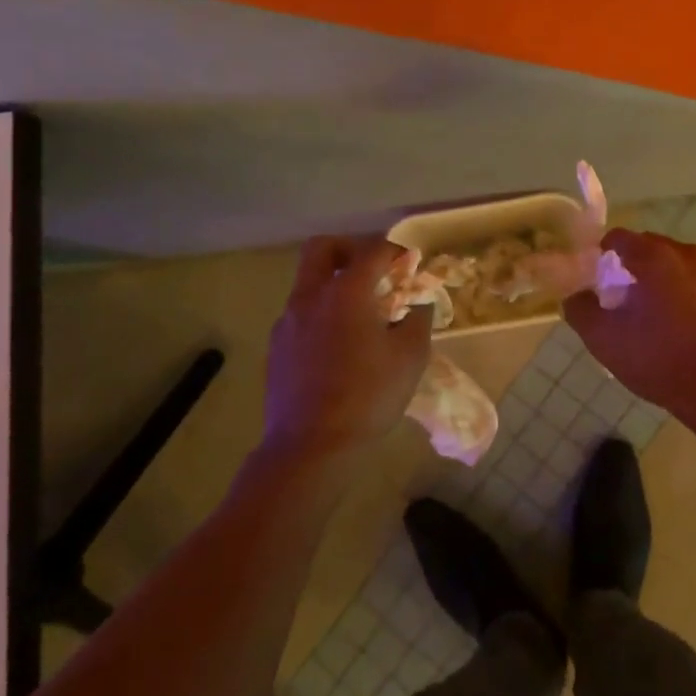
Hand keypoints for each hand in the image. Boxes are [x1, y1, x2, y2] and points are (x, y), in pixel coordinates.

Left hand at [265, 238, 431, 461]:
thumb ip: (418, 320)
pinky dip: (321, 313)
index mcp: (347, 291)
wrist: (309, 447)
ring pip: (309, 282)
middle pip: (323, 248)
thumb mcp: (410, 358)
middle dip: (350, 249)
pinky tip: (339, 345)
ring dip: (334, 284)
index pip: (373, 250)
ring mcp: (288, 320)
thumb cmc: (368, 397)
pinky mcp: (277, 346)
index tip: (411, 266)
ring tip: (361, 314)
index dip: (396, 252)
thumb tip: (418, 303)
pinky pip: (301, 313)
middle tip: (373, 271)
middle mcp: (311, 296)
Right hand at [564, 229, 695, 421]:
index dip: (602, 253)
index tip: (596, 279)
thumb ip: (580, 310)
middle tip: (621, 299)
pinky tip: (684, 326)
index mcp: (655, 257)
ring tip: (654, 315)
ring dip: (663, 280)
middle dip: (633, 267)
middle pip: (650, 248)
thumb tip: (575, 296)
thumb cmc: (659, 360)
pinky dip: (688, 295)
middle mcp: (688, 254)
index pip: (619, 237)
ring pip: (678, 266)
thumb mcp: (604, 339)